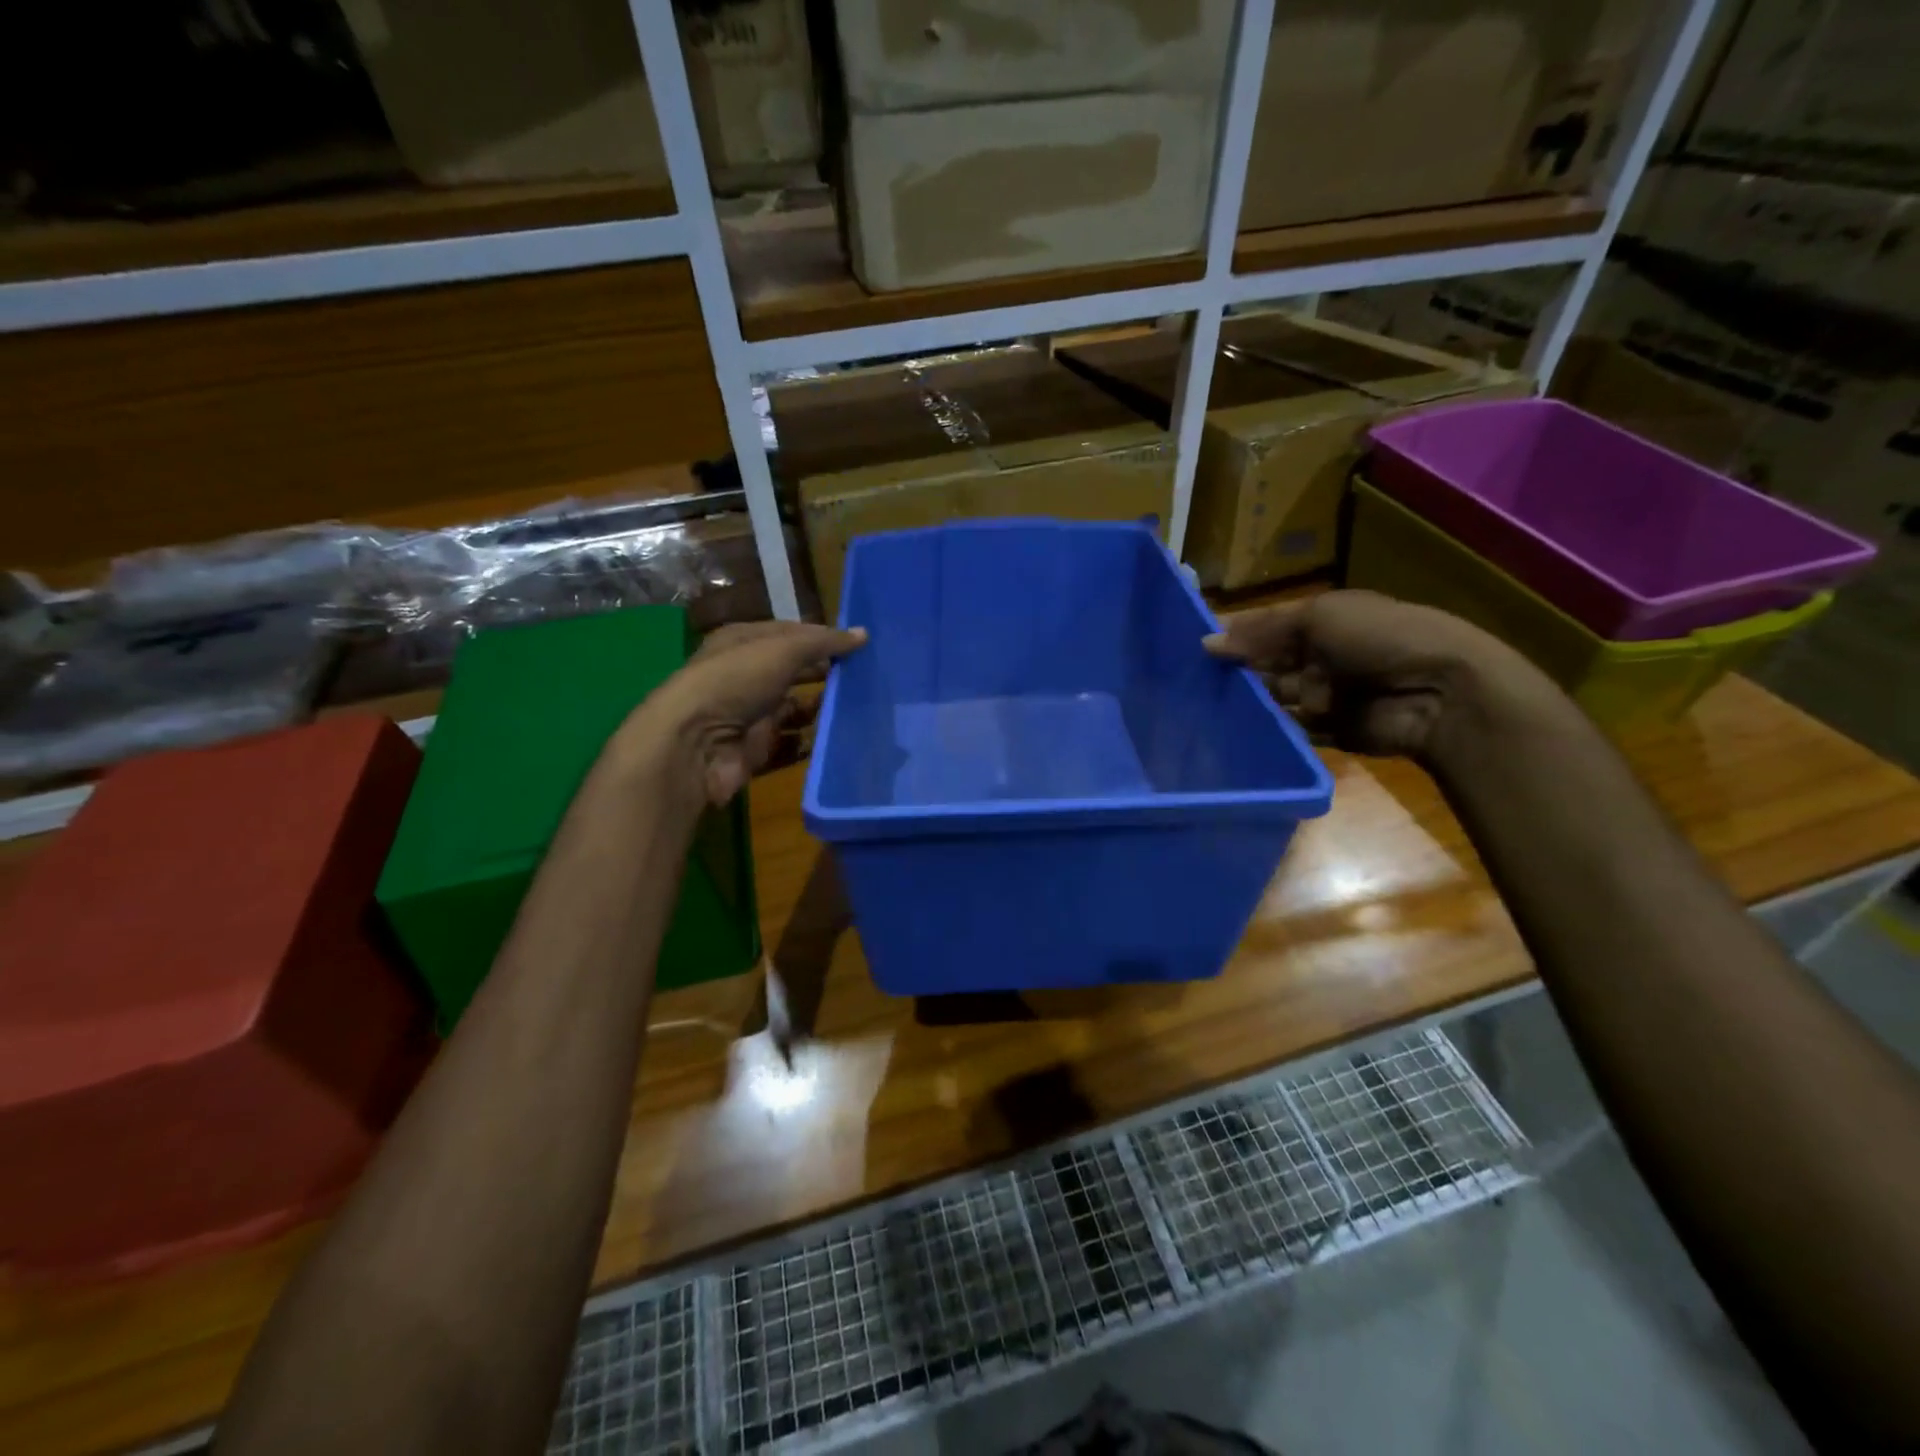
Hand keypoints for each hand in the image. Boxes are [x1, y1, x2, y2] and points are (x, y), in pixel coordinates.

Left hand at [626, 621, 866, 805]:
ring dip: (821, 708)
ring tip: (860, 706)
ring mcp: (750, 715)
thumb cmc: (736, 681)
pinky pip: (791, 744)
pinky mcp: (756, 749)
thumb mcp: (782, 650)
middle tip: (866, 676)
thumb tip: (863, 634)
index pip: (789, 634)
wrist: (695, 744)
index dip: (821, 637)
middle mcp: (745, 676)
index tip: (858, 644)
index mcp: (742, 642)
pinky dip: (812, 742)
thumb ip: (823, 642)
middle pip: (793, 671)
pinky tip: (841, 738)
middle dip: (825, 673)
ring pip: (794, 708)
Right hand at [1204, 590, 1542, 759]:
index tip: (1193, 648)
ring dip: (1249, 700)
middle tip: (1189, 681)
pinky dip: (1267, 729)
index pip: (1268, 626)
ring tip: (1201, 707)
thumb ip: (1261, 631)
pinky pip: (1289, 729)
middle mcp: (1321, 656)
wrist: (1438, 693)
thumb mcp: (1318, 617)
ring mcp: (1324, 695)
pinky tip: (1233, 730)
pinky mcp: (1328, 730)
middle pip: (1268, 663)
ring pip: (1274, 697)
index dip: (1235, 635)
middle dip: (1237, 670)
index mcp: (1323, 621)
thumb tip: (1206, 644)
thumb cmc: (1378, 638)